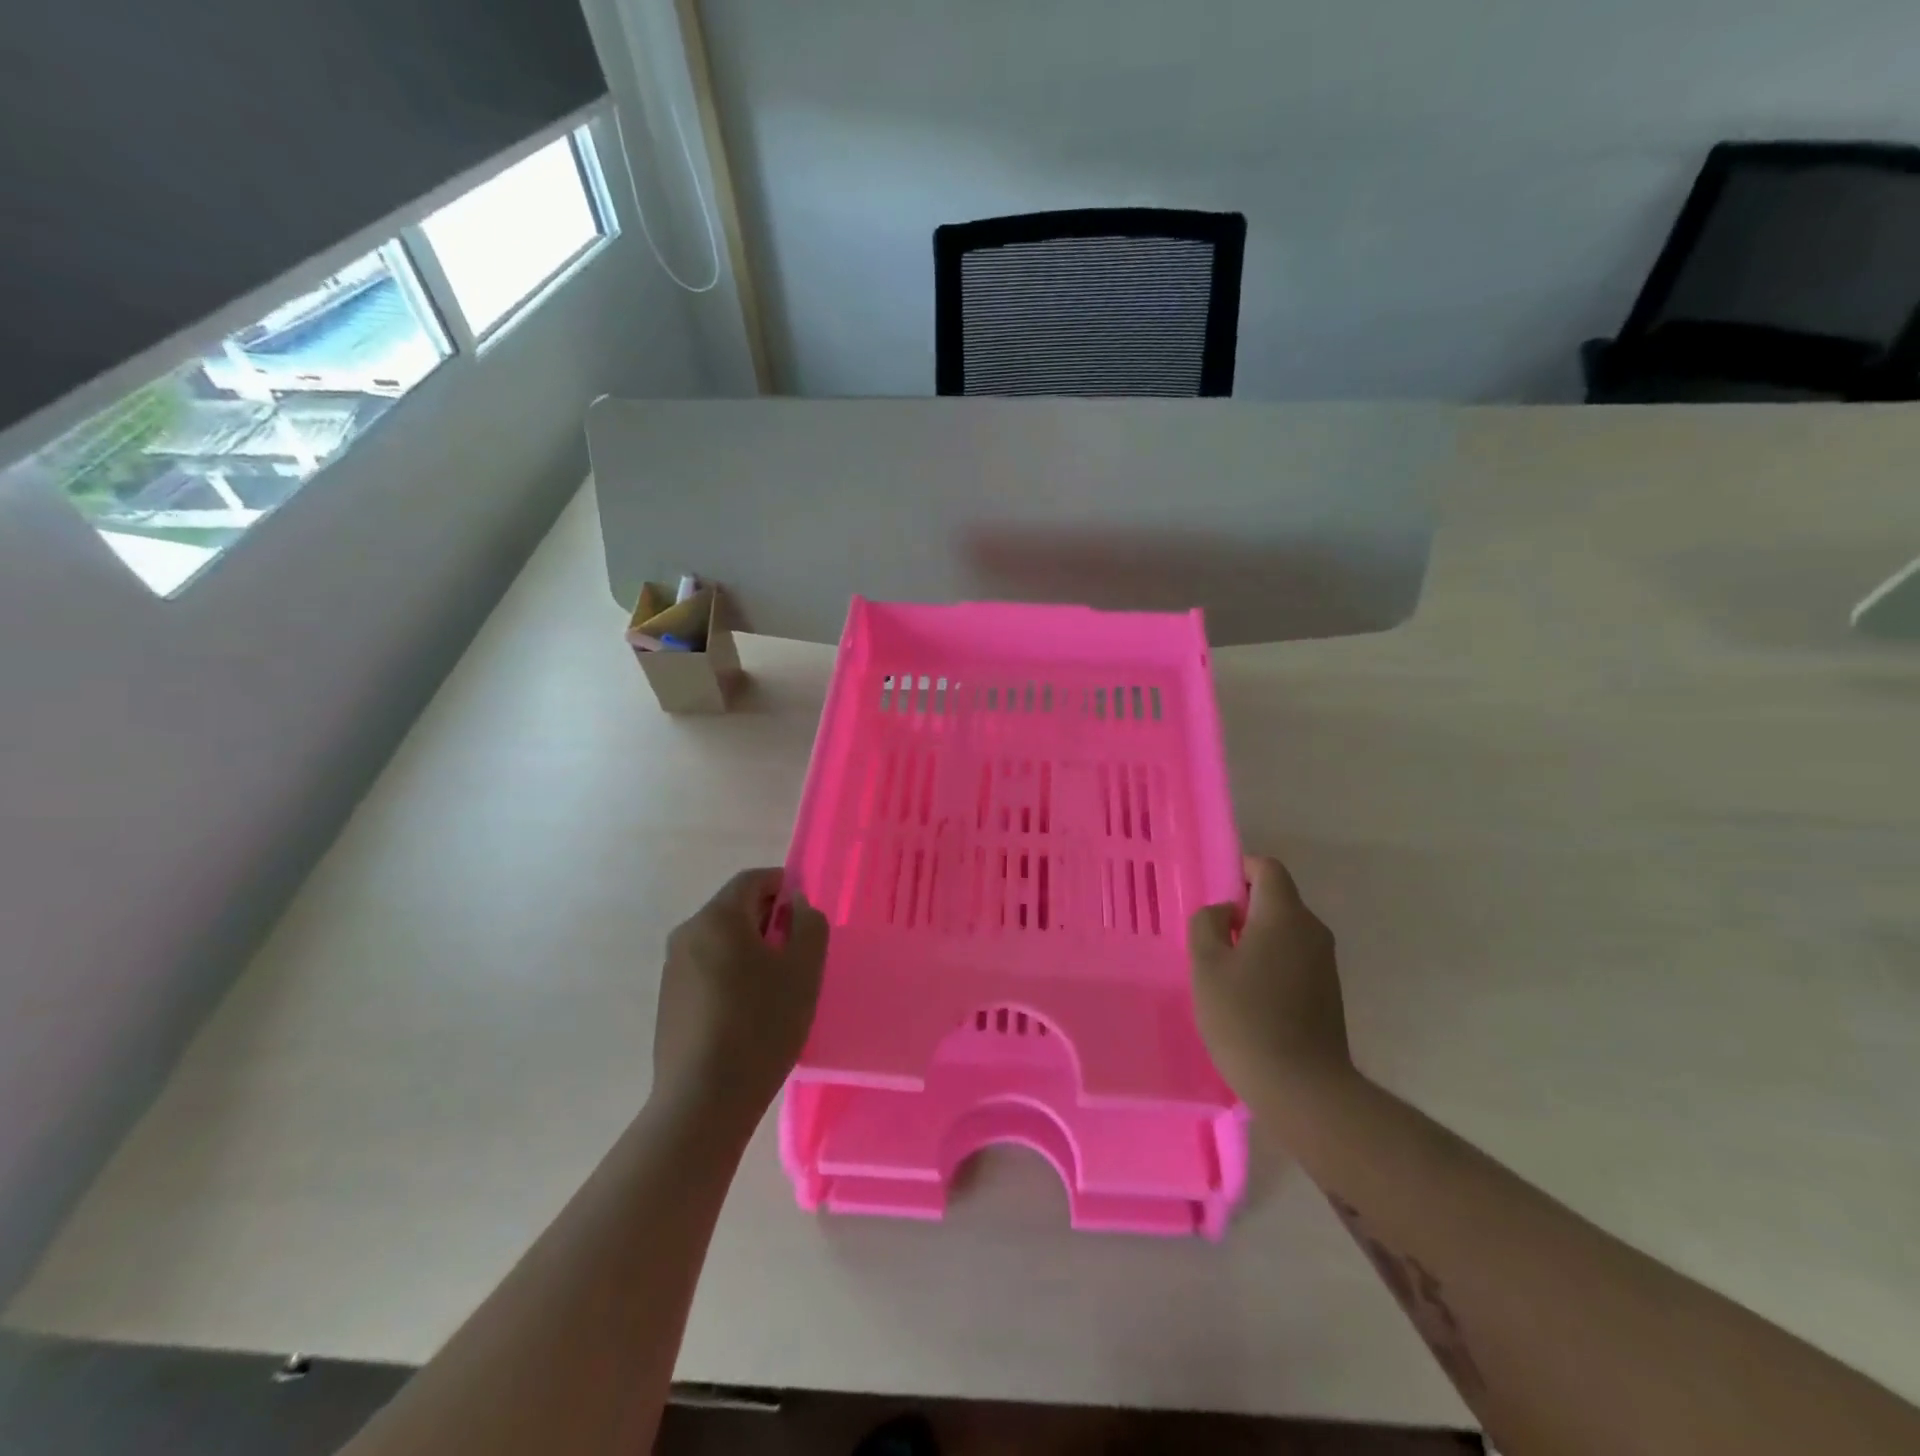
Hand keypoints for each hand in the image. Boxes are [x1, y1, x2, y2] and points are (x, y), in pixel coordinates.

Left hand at [653, 868, 827, 1127]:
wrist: (702, 1101)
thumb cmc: (761, 1026)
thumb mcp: (804, 971)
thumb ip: (809, 925)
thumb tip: (797, 906)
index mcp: (718, 917)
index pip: (753, 879)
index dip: (784, 885)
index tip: (806, 914)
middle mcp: (688, 932)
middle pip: (734, 908)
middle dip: (769, 919)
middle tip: (797, 952)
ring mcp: (672, 967)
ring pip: (720, 939)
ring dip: (750, 948)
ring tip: (776, 986)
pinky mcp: (668, 999)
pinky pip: (707, 967)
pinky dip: (731, 972)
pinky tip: (748, 1010)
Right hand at [1189, 854, 1353, 1105]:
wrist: (1302, 1088)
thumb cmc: (1245, 1017)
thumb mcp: (1206, 965)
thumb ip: (1206, 925)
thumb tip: (1222, 912)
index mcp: (1284, 915)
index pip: (1267, 869)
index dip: (1239, 870)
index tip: (1214, 894)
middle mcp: (1312, 930)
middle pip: (1277, 899)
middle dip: (1242, 909)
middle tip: (1209, 936)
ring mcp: (1324, 963)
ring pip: (1285, 931)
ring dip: (1255, 938)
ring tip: (1224, 970)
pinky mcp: (1328, 992)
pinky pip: (1294, 957)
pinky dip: (1270, 962)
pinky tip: (1247, 995)